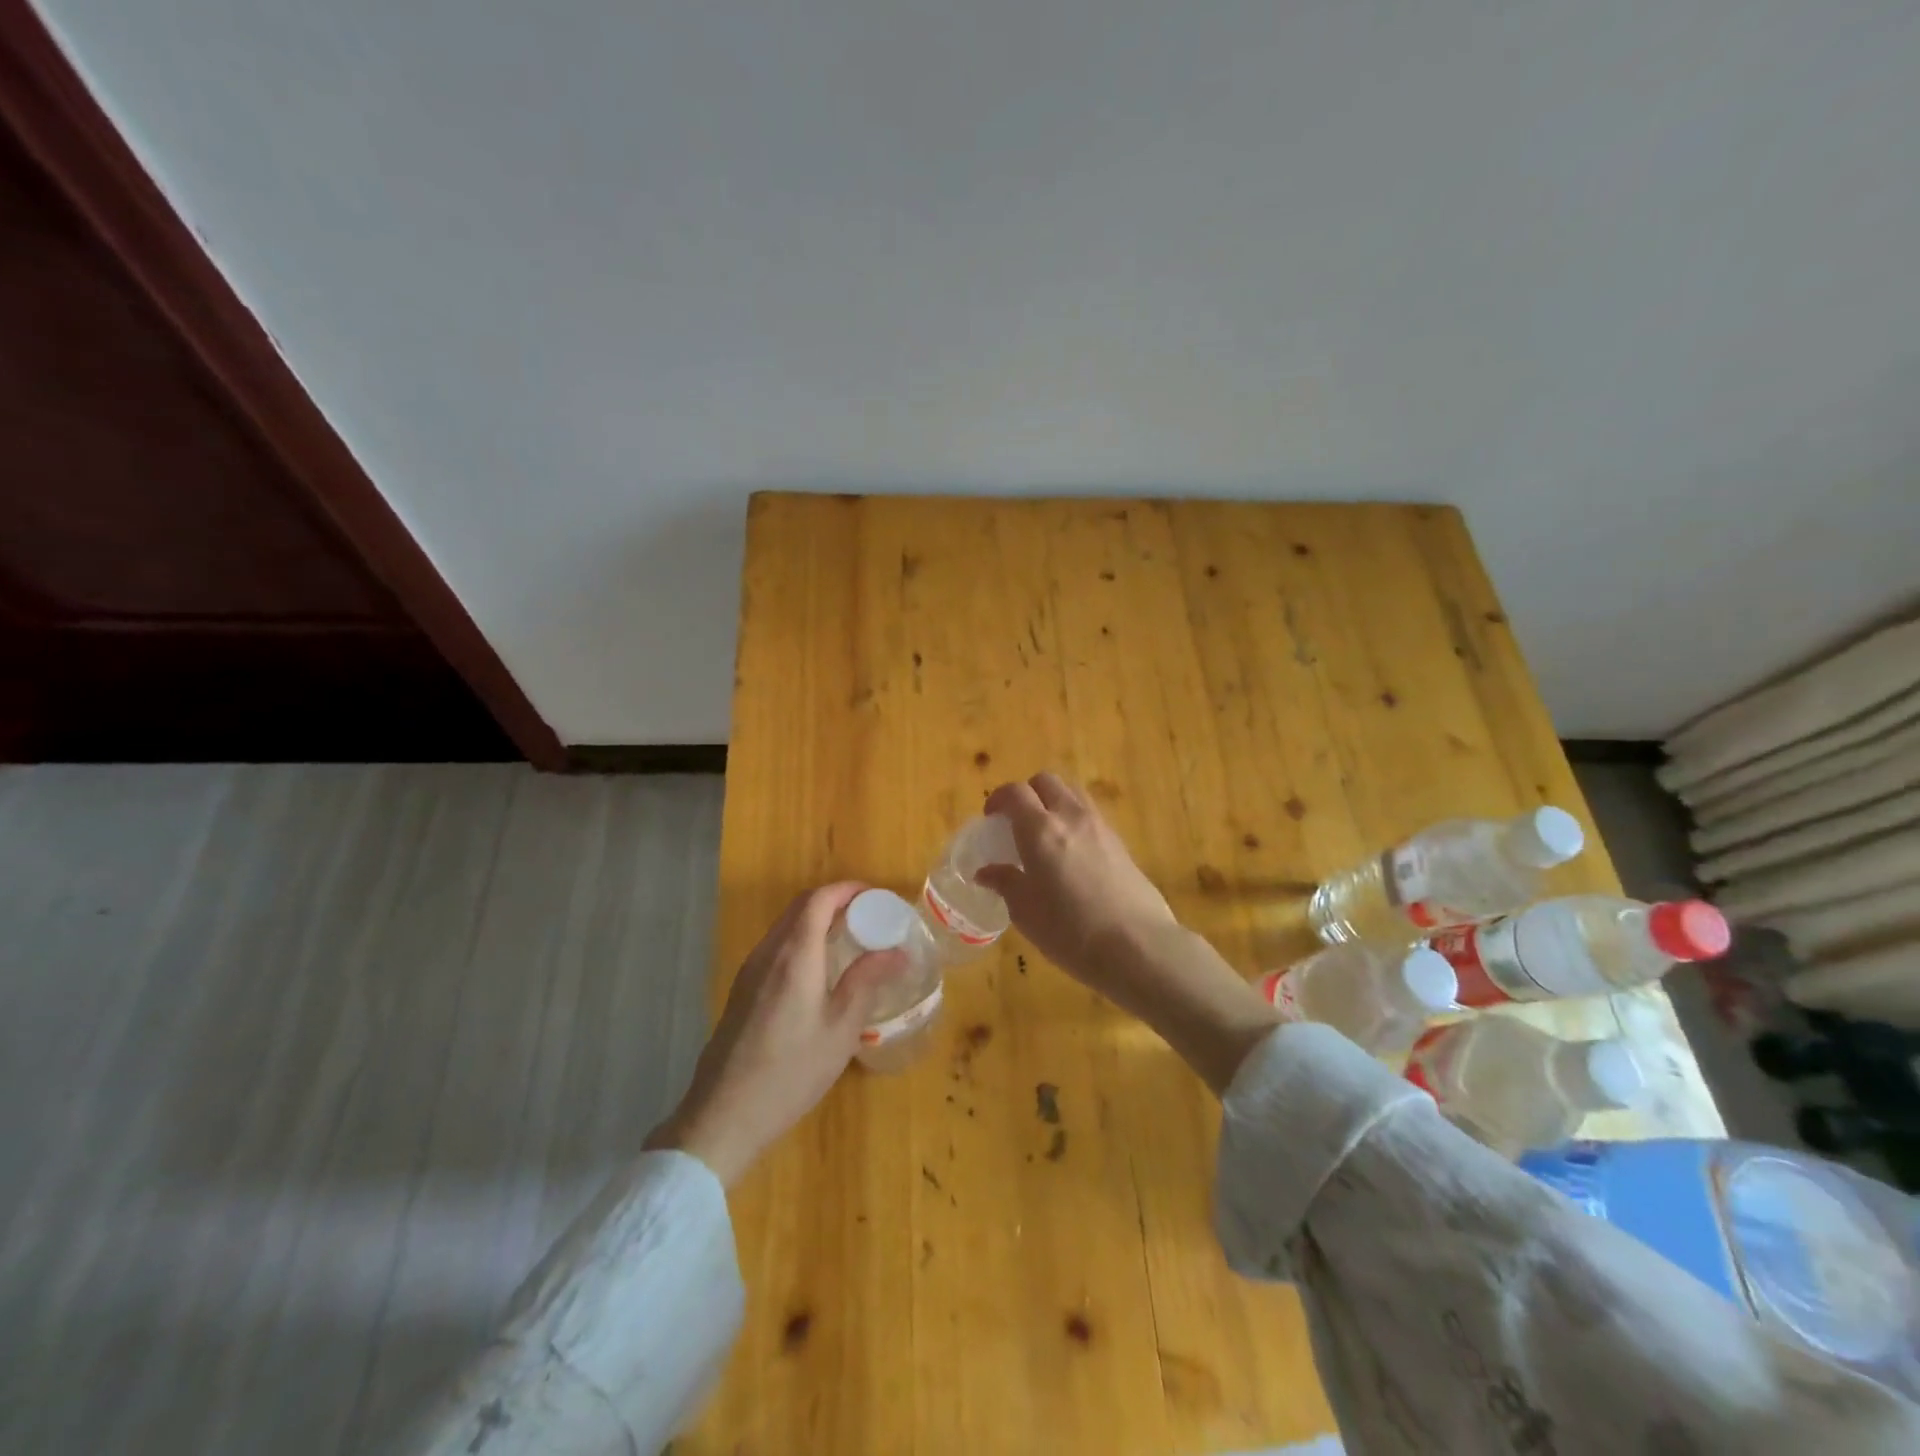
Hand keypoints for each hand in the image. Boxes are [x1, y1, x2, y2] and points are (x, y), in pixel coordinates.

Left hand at [646, 883, 904, 1185]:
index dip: (848, 890)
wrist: (724, 1116)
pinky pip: (776, 948)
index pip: (819, 899)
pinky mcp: (742, 990)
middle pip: (801, 908)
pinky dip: (802, 941)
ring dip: (817, 921)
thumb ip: (866, 981)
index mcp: (795, 955)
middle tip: (870, 917)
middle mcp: (768, 953)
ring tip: (851, 940)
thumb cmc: (791, 1072)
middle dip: (836, 902)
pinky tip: (820, 970)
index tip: (877, 897)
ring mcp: (750, 971)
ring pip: (786, 927)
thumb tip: (898, 952)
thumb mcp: (841, 1029)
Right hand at [976, 772, 1176, 985]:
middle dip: (1027, 793)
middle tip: (1017, 821)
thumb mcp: (1025, 912)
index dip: (999, 798)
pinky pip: (1091, 815)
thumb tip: (987, 872)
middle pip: (1046, 781)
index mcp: (1040, 829)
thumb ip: (1005, 883)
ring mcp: (1100, 827)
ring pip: (1073, 793)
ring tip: (1046, 833)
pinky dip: (1075, 821)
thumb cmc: (1070, 931)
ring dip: (1054, 802)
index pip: (1015, 792)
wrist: (1137, 946)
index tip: (991, 818)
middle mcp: (1071, 816)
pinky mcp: (1121, 843)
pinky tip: (1072, 854)